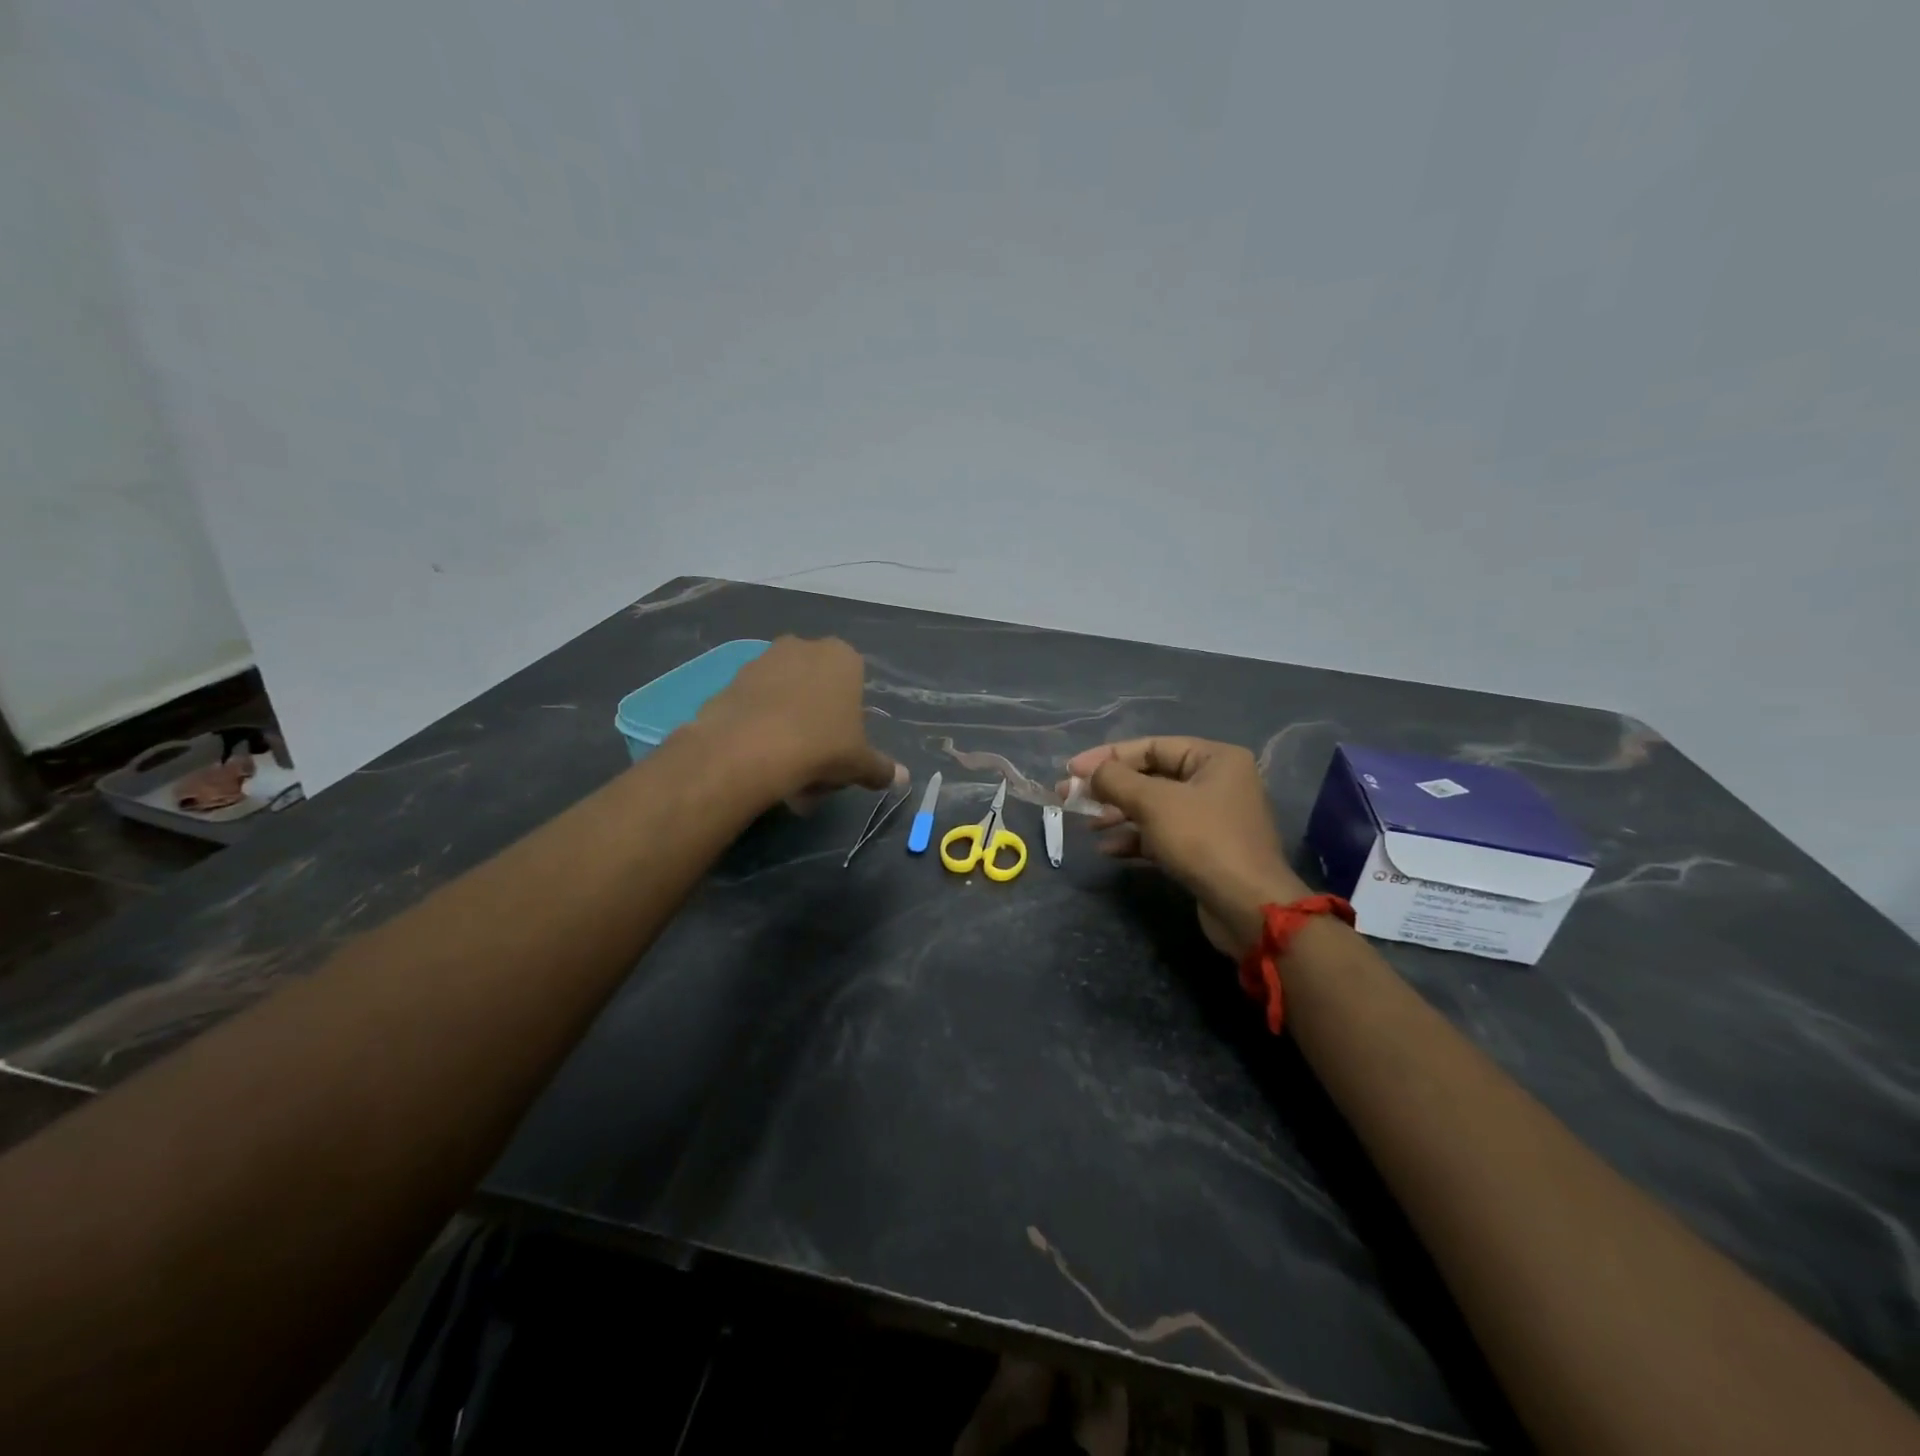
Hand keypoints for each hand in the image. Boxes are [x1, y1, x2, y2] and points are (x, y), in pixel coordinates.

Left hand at [695, 637, 895, 800]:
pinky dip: (759, 727)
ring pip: (784, 695)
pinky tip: (760, 759)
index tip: (844, 745)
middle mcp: (802, 647)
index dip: (850, 717)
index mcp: (842, 657)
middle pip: (817, 686)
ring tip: (786, 766)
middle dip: (818, 717)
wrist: (748, 750)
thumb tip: (901, 778)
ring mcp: (762, 660)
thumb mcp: (859, 763)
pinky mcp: (730, 681)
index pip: (855, 682)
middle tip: (817, 759)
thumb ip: (881, 768)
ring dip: (788, 723)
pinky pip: (754, 706)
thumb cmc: (820, 746)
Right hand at [1064, 737, 1308, 957]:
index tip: (1072, 770)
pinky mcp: (1205, 850)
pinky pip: (1163, 835)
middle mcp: (1217, 782)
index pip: (1152, 746)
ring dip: (1118, 815)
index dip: (1108, 756)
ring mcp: (1213, 818)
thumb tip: (1090, 773)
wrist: (1248, 907)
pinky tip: (1108, 850)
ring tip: (1087, 826)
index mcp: (1215, 758)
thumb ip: (1116, 780)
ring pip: (1155, 807)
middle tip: (1072, 798)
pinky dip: (1135, 839)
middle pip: (1152, 776)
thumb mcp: (1153, 803)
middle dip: (1110, 789)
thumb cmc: (1202, 840)